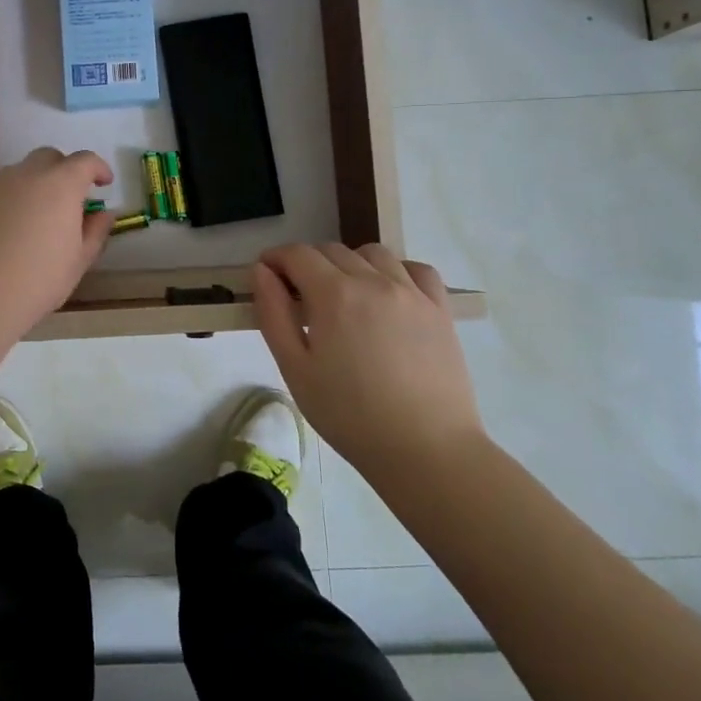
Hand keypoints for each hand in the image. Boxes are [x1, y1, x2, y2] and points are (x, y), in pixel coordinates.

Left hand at [0, 148, 115, 336]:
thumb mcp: (78, 260)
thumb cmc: (38, 280)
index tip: (105, 183)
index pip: (84, 161)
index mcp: (60, 184)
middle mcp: (26, 176)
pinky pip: (1, 192)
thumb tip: (103, 214)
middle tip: (72, 199)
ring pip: (22, 173)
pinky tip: (13, 231)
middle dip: (65, 170)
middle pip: (49, 158)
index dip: (98, 168)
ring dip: (37, 184)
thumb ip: (95, 231)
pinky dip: (14, 201)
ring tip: (41, 217)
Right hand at [252, 243, 483, 477]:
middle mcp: (374, 281)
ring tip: (343, 296)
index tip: (266, 275)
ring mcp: (412, 293)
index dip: (275, 259)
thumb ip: (274, 313)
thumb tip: (261, 271)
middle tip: (298, 296)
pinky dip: (395, 270)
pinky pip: (416, 269)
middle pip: (332, 251)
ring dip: (349, 263)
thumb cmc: (348, 415)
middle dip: (307, 263)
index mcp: (334, 294)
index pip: (297, 254)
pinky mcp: (439, 310)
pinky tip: (387, 294)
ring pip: (373, 254)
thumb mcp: (295, 369)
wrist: (425, 450)